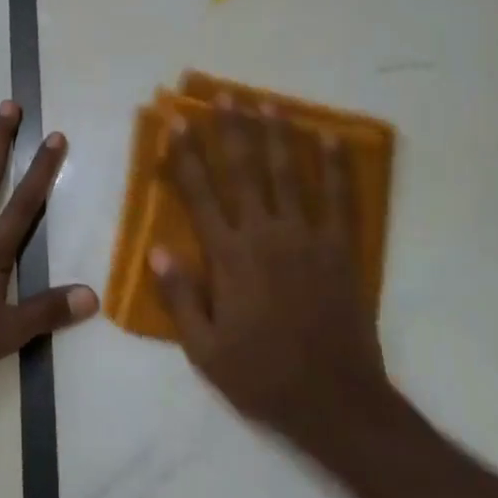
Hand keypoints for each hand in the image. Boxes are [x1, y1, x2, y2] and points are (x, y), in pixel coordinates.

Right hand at [153, 101, 392, 453]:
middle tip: (226, 96)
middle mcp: (266, 235)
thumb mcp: (205, 349)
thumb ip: (180, 296)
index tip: (176, 123)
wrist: (335, 401)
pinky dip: (337, 167)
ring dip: (277, 136)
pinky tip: (331, 138)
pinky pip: (340, 198)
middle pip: (245, 171)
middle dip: (232, 130)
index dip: (186, 156)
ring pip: (289, 174)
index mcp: (230, 257)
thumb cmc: (262, 375)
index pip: (201, 194)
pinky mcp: (341, 249)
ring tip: (267, 104)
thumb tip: (155, 249)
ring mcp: (308, 238)